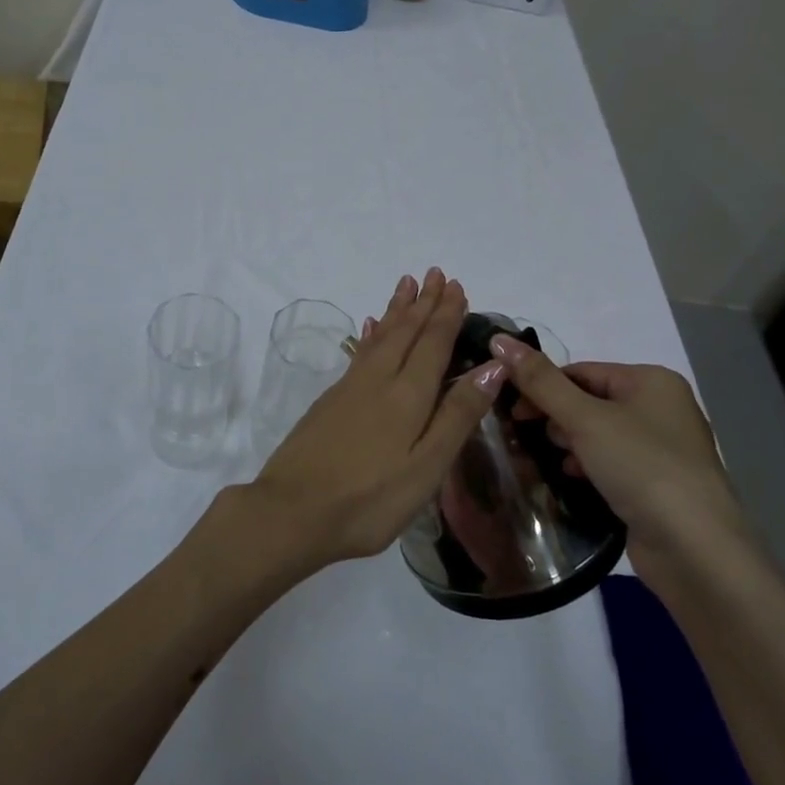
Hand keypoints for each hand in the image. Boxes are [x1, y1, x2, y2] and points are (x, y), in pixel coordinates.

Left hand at [246, 269, 505, 568]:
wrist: (291, 512)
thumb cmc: (369, 499)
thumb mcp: (426, 467)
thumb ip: (458, 415)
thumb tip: (493, 366)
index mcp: (408, 395)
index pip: (433, 343)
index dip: (447, 314)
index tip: (457, 286)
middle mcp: (378, 380)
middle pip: (406, 332)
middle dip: (424, 302)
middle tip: (436, 273)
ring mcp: (349, 388)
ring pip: (381, 336)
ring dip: (398, 309)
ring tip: (407, 284)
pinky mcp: (330, 401)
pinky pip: (360, 352)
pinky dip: (372, 334)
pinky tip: (371, 327)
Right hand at [490, 337, 746, 559]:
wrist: (695, 549)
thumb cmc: (641, 467)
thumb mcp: (584, 419)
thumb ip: (540, 381)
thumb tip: (500, 340)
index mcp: (652, 381)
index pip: (581, 371)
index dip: (542, 386)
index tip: (511, 409)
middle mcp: (662, 408)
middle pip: (589, 400)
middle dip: (555, 416)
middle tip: (523, 435)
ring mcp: (663, 449)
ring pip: (599, 434)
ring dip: (568, 443)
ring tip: (542, 458)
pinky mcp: (658, 484)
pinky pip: (612, 463)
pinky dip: (587, 466)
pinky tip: (570, 478)